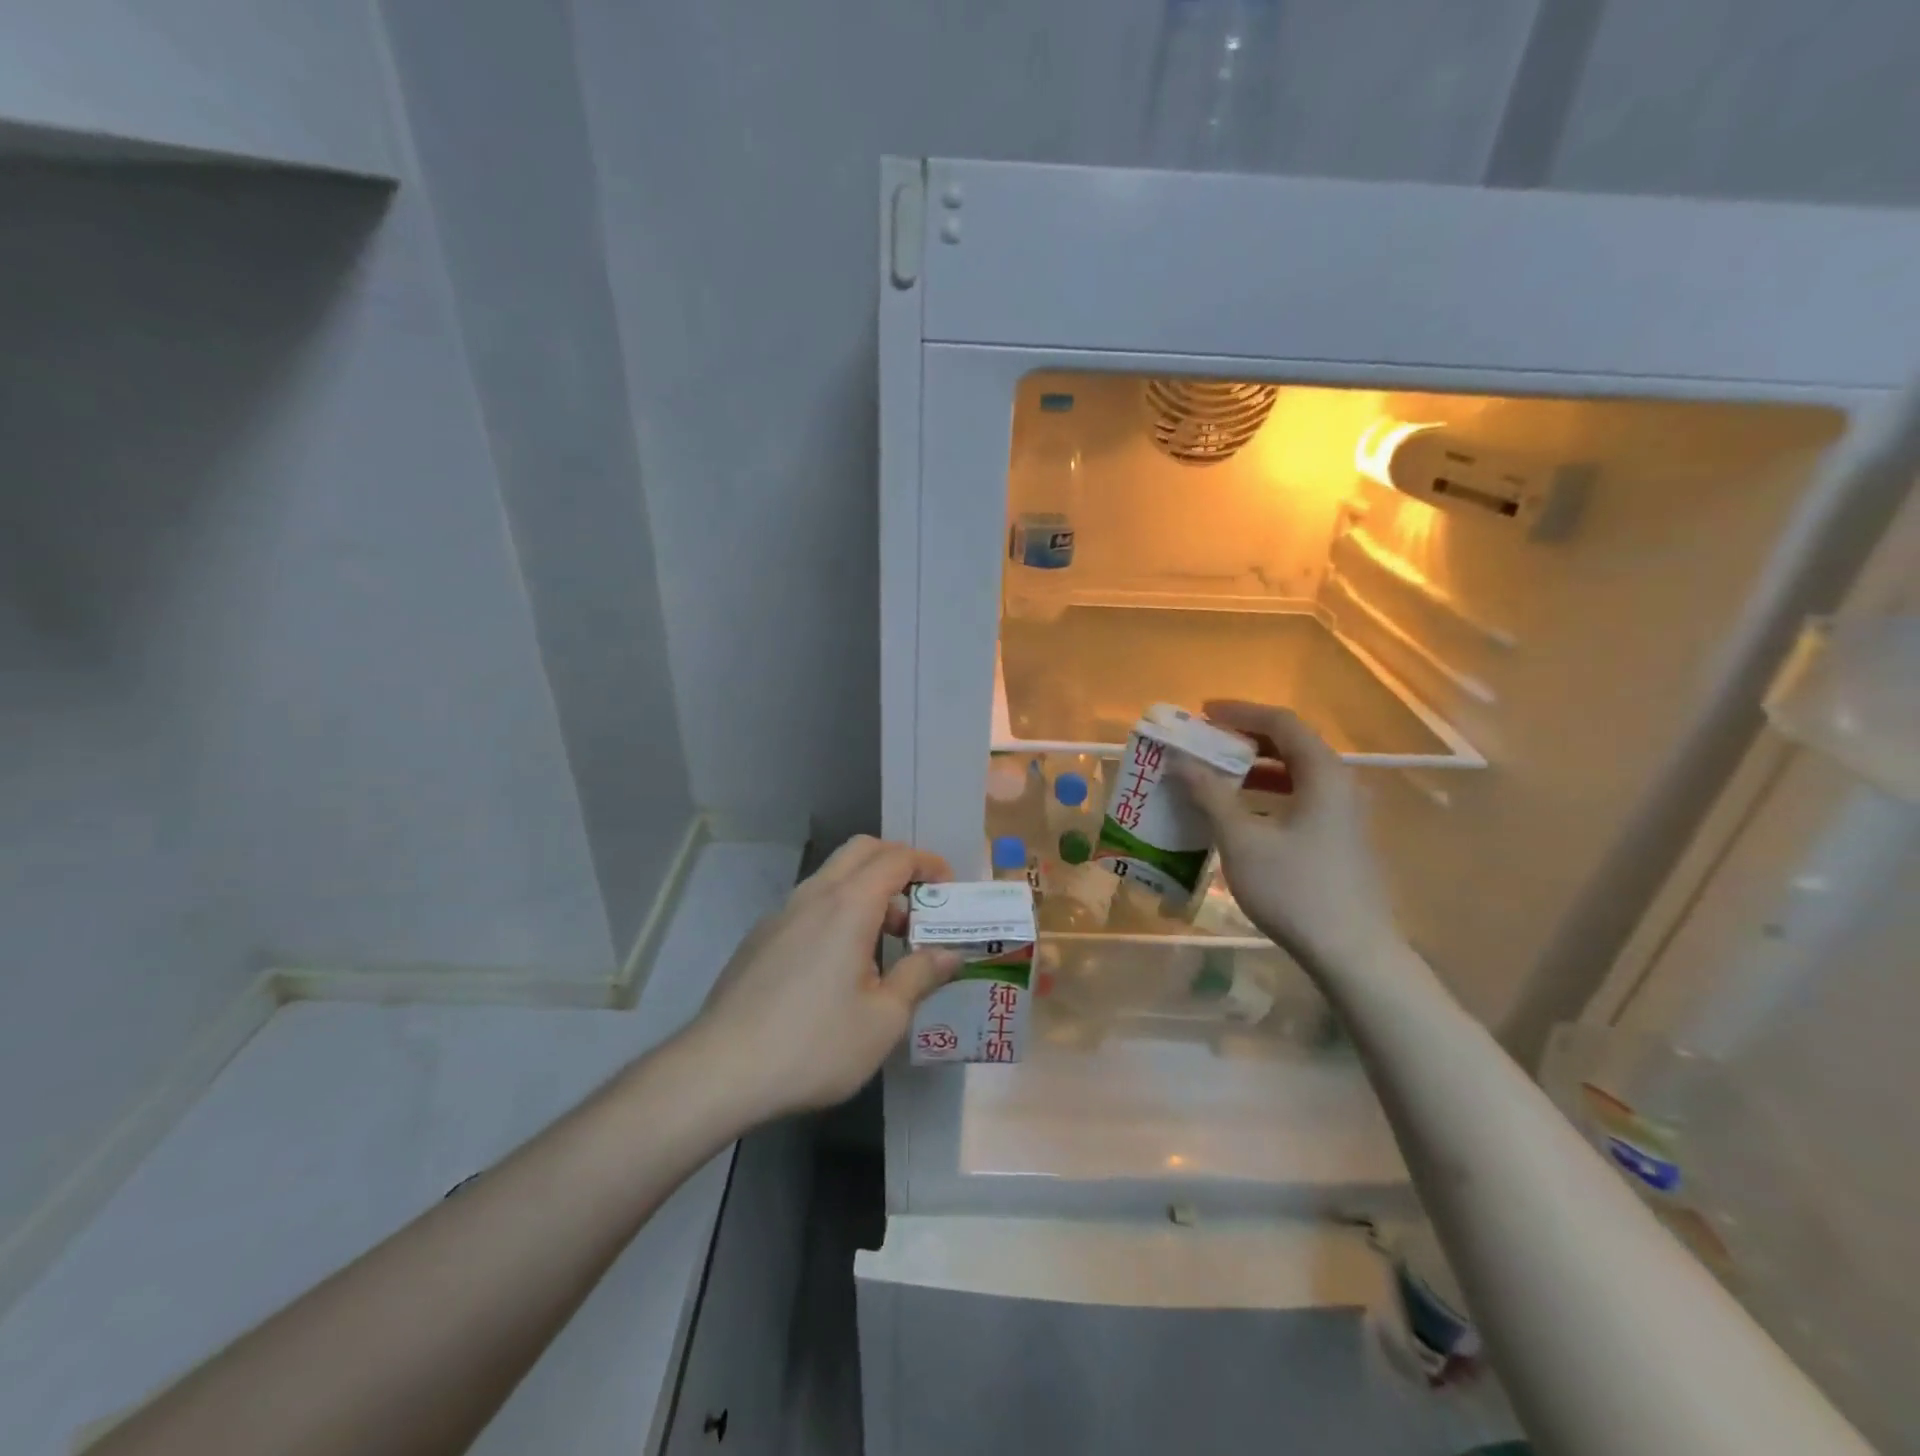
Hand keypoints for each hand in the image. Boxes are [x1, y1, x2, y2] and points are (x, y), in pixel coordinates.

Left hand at [687, 836, 960, 1118]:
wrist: (720, 1070)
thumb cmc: (814, 1044)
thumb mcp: (883, 1020)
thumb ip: (920, 977)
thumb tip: (950, 954)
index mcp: (849, 905)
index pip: (897, 858)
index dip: (929, 865)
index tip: (949, 891)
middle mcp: (814, 895)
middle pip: (861, 851)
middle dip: (897, 865)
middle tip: (919, 907)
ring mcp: (781, 914)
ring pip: (832, 877)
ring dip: (866, 892)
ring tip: (884, 945)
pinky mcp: (761, 937)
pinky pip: (810, 905)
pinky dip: (838, 913)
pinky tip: (839, 968)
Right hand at [1174, 700, 1399, 974]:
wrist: (1352, 953)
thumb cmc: (1295, 889)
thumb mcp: (1242, 840)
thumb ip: (1210, 795)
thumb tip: (1179, 761)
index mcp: (1323, 774)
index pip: (1281, 723)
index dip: (1240, 712)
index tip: (1202, 713)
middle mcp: (1340, 785)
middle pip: (1291, 745)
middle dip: (1244, 739)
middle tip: (1203, 743)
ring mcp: (1344, 814)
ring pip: (1295, 774)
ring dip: (1254, 769)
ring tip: (1214, 775)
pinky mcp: (1341, 840)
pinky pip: (1300, 799)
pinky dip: (1267, 794)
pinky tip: (1240, 814)